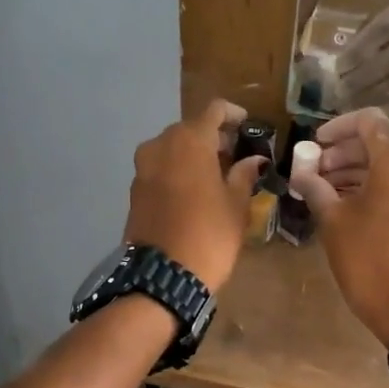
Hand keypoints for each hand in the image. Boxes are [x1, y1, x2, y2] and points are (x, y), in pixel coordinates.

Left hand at [124, 99, 267, 294]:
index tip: (247, 124)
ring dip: (194, 154)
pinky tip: (194, 190)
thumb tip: (254, 160)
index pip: (214, 110)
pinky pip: (160, 168)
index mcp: (190, 141)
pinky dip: (177, 170)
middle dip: (213, 137)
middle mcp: (161, 145)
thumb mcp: (236, 205)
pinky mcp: (134, 189)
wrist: (163, 277)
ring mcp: (143, 167)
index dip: (233, 114)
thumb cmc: (209, 235)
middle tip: (235, 154)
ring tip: (216, 174)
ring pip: (173, 148)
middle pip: (190, 128)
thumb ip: (244, 175)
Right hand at [289, 109, 388, 345]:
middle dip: (343, 152)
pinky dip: (373, 185)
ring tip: (323, 190)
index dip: (337, 127)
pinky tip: (346, 204)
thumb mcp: (333, 222)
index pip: (369, 121)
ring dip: (356, 170)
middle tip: (313, 172)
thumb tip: (301, 168)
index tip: (314, 146)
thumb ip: (315, 186)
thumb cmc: (368, 261)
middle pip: (379, 142)